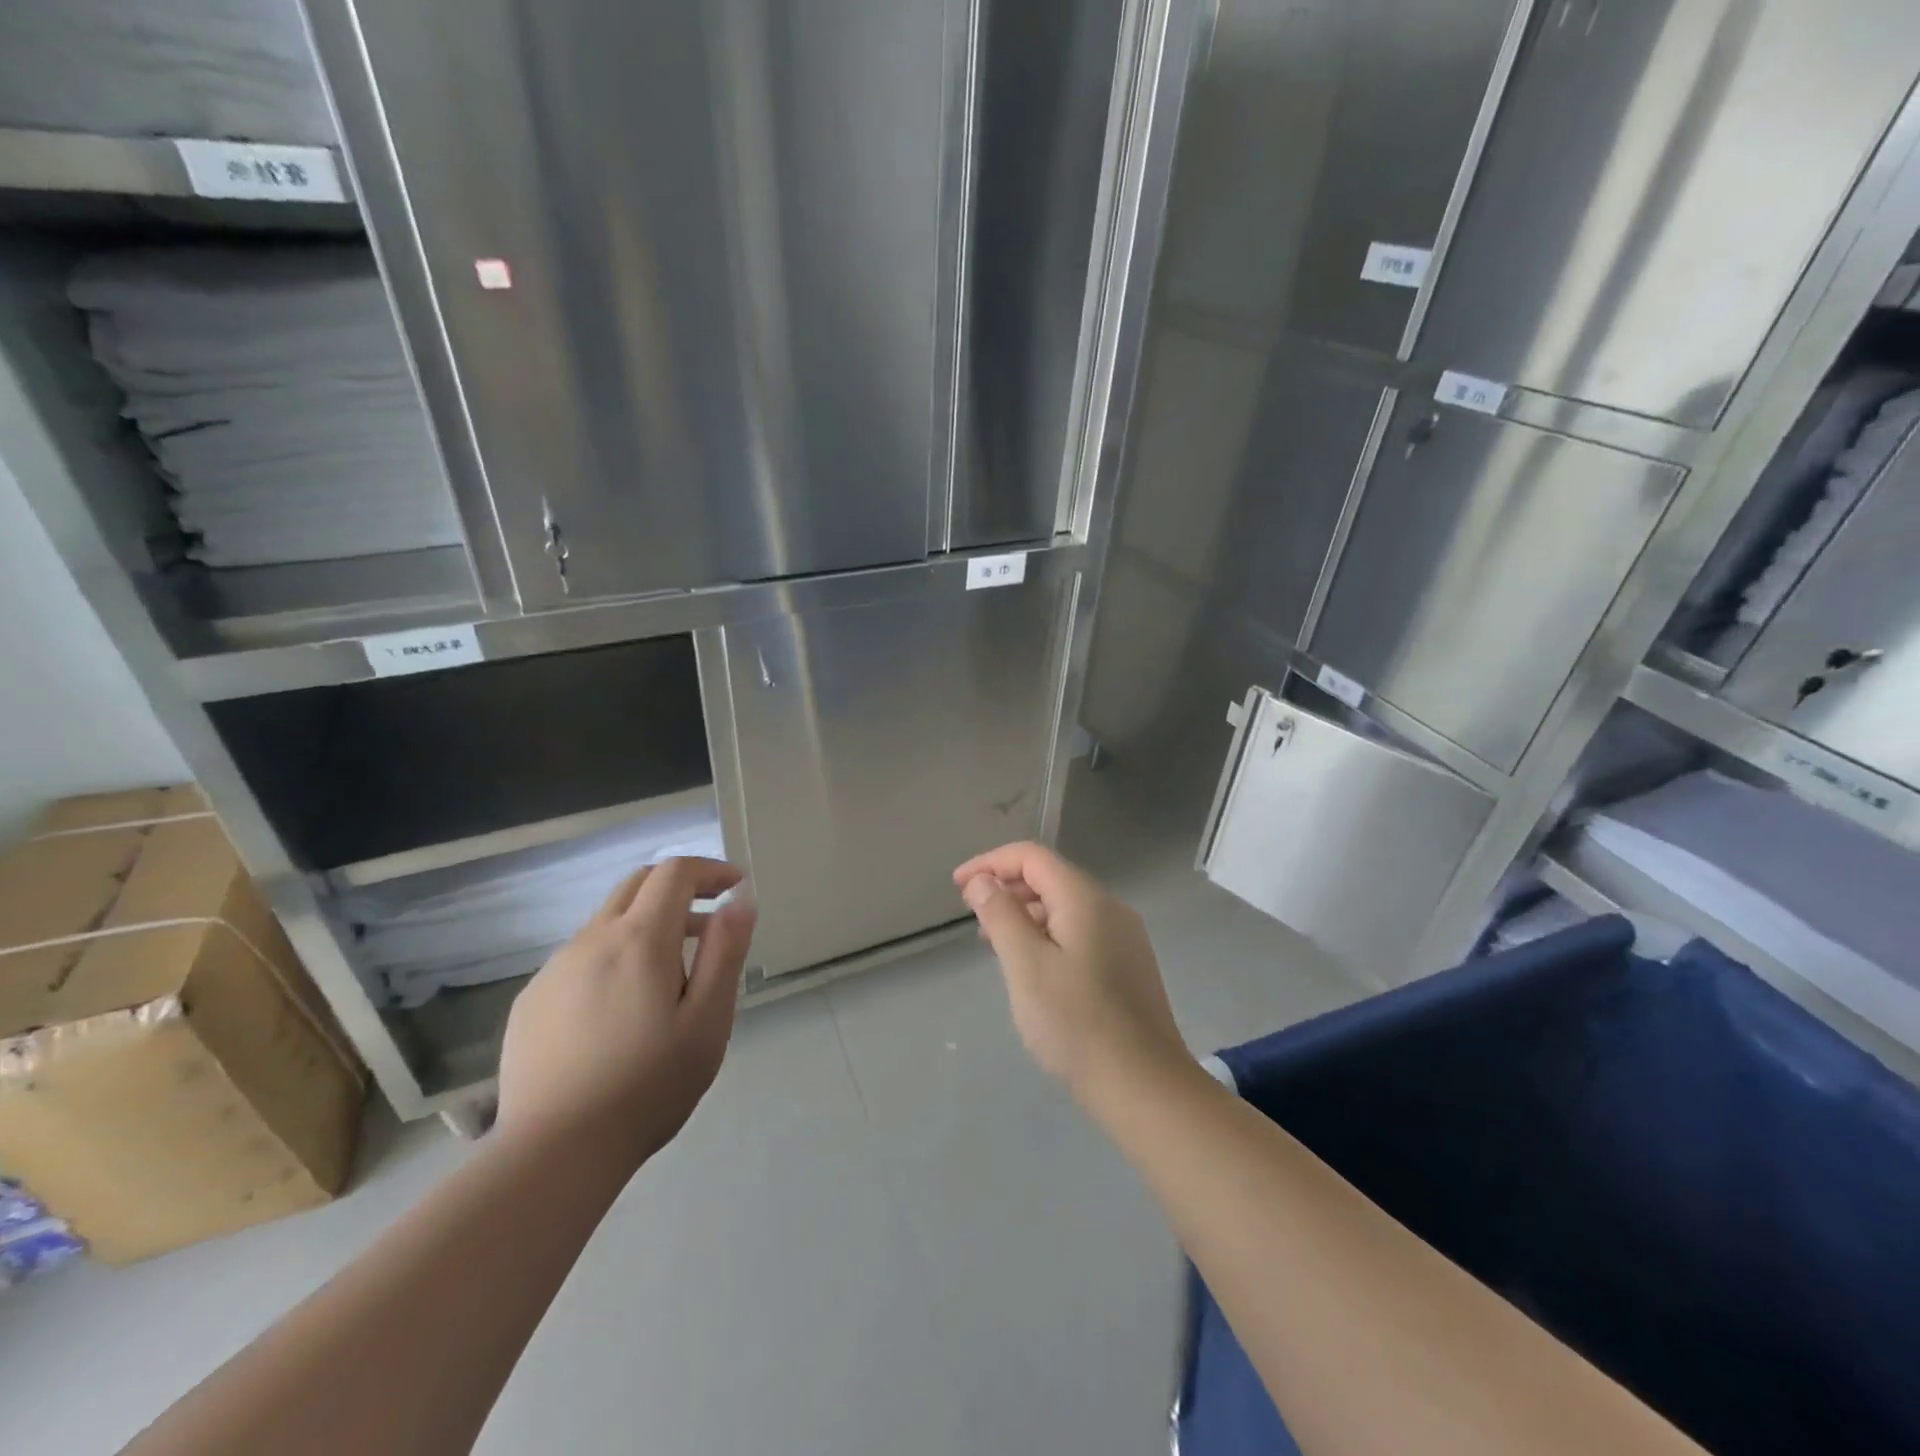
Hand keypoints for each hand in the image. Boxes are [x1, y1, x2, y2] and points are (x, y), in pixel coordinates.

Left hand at [496, 857, 755, 1169]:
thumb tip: (739, 901)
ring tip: (670, 976)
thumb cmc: (648, 1086)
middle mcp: (591, 940)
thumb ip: (725, 953)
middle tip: (708, 921)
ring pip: (607, 922)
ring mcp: (554, 969)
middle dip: (678, 888)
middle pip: (637, 884)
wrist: (554, 1153)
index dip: (709, 870)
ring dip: (645, 925)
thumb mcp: (707, 1021)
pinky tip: (620, 1009)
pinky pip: (580, 957)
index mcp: (639, 940)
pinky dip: (613, 957)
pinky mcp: (531, 1000)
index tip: (734, 886)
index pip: (674, 873)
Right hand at [953, 842, 1186, 1103]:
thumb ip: (1001, 915)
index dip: (991, 863)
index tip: (958, 887)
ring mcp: (1124, 938)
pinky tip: (1032, 966)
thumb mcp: (1026, 966)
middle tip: (972, 916)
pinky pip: (1079, 932)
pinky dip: (1047, 934)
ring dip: (1025, 913)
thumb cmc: (1076, 1023)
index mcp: (1085, 899)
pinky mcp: (1128, 966)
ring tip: (994, 943)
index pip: (1032, 857)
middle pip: (1051, 877)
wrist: (1144, 1087)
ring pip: (1065, 907)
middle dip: (1007, 887)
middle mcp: (1110, 908)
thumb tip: (982, 881)